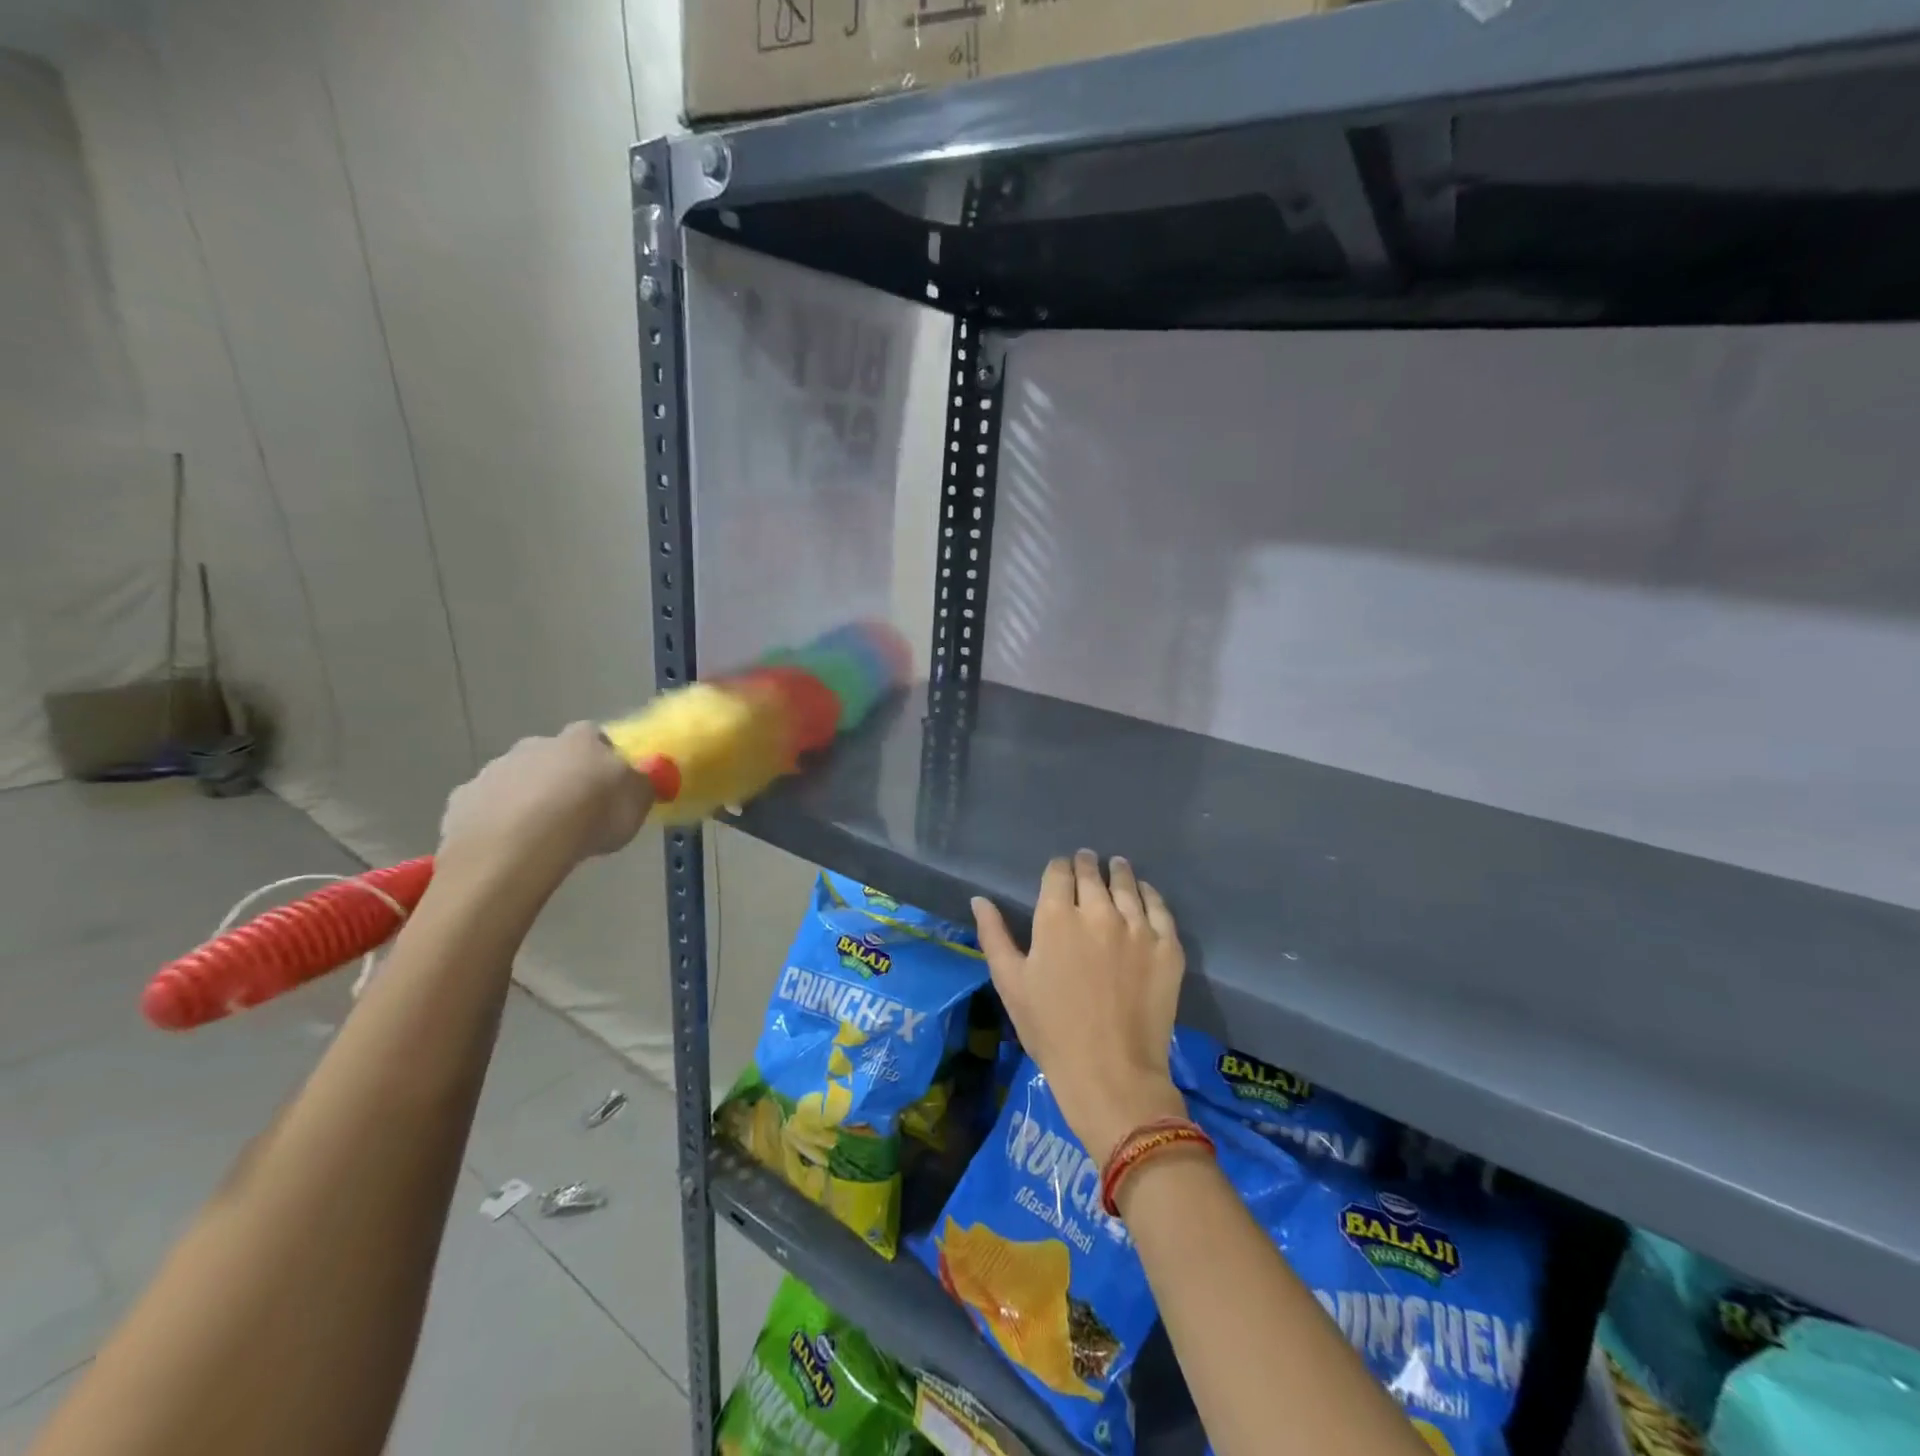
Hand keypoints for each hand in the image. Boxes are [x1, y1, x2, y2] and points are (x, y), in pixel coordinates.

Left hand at [437, 723, 652, 887]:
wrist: (520, 845)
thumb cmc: (591, 815)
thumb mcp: (638, 802)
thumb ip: (644, 785)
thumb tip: (649, 775)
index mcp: (581, 740)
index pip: (597, 737)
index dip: (605, 760)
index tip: (611, 786)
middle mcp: (536, 745)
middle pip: (553, 757)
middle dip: (562, 778)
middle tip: (576, 814)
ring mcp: (494, 771)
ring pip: (516, 782)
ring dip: (528, 800)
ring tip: (543, 838)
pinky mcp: (462, 801)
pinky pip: (485, 809)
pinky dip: (496, 823)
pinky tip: (509, 849)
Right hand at [973, 850, 1187, 1164]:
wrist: (1111, 1073)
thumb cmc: (1051, 1030)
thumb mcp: (1010, 983)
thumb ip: (994, 935)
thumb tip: (979, 899)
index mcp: (1057, 917)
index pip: (1059, 873)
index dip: (1058, 867)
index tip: (1060, 869)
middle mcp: (1099, 911)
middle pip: (1092, 874)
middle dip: (1087, 864)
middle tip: (1087, 861)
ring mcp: (1137, 927)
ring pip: (1127, 884)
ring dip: (1118, 872)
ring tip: (1116, 866)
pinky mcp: (1167, 947)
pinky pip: (1160, 908)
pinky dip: (1150, 895)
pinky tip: (1145, 893)